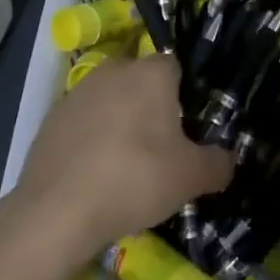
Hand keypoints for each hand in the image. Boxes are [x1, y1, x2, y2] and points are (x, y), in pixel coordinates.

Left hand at [10, 55, 231, 257]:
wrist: (57, 211)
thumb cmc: (135, 179)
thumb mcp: (191, 178)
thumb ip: (218, 164)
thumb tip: (228, 160)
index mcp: (151, 73)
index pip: (175, 68)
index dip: (184, 96)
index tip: (187, 128)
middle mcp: (114, 70)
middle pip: (141, 81)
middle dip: (151, 107)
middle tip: (160, 148)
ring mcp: (78, 92)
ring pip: (111, 100)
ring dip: (120, 121)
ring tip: (125, 165)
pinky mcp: (51, 117)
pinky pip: (84, 122)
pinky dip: (92, 139)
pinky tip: (95, 173)